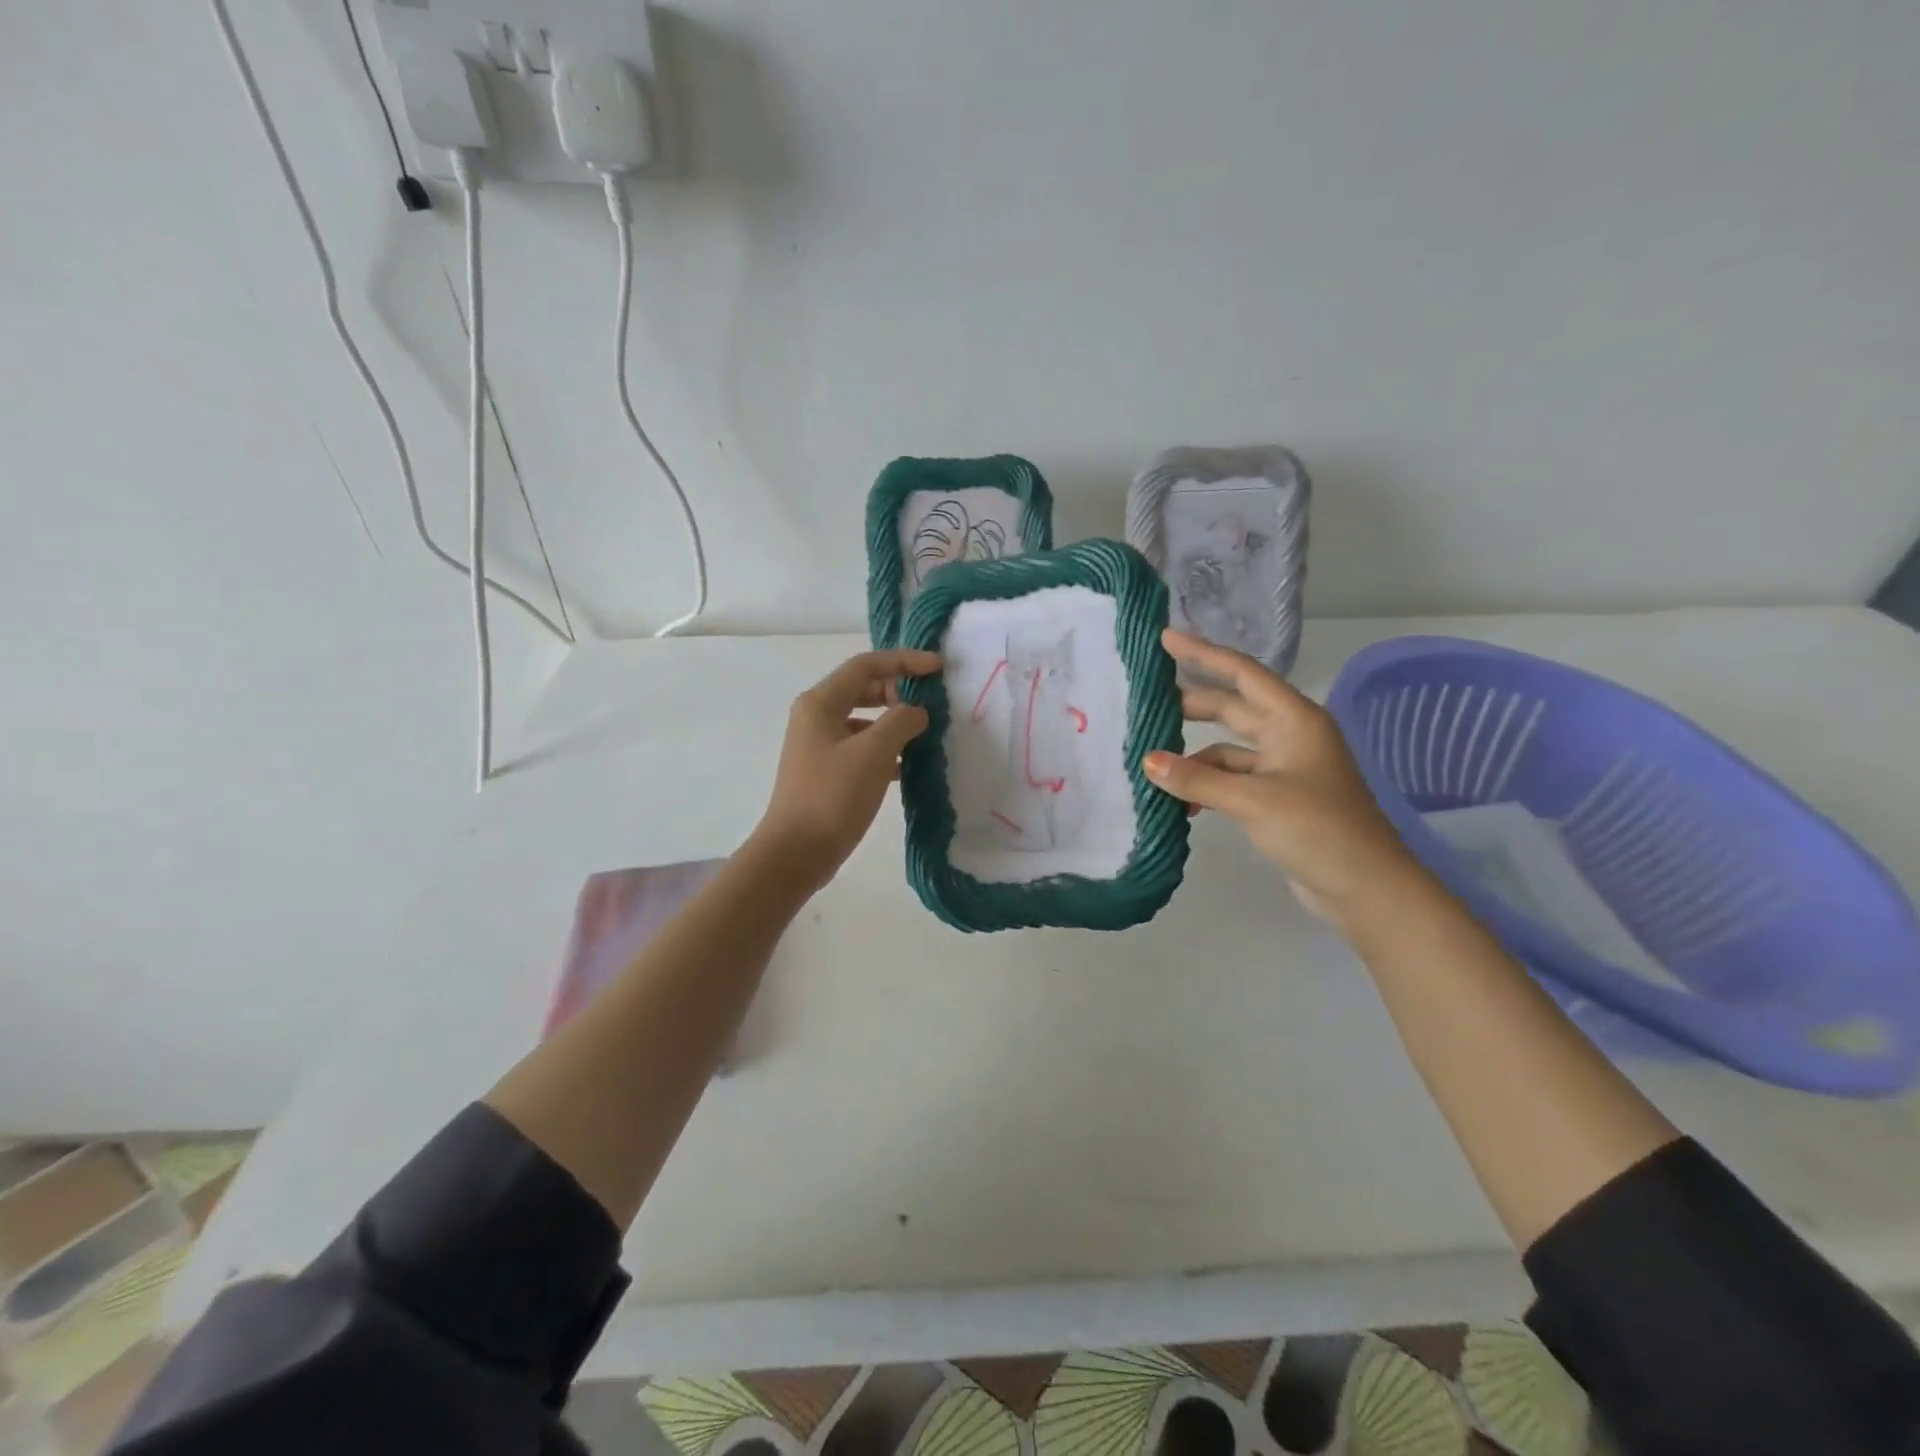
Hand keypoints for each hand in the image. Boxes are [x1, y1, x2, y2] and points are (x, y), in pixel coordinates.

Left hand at [751, 648, 941, 890]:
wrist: (797, 852)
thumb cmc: (833, 796)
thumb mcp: (874, 752)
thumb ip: (901, 721)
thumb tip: (916, 712)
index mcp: (821, 703)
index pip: (866, 665)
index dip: (904, 661)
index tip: (938, 668)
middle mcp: (816, 717)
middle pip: (864, 689)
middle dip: (899, 691)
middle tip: (931, 704)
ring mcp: (819, 746)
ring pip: (864, 720)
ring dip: (894, 722)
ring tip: (925, 735)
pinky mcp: (826, 772)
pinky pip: (861, 748)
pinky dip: (885, 749)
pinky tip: (908, 766)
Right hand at [1144, 630, 1423, 920]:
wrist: (1366, 888)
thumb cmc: (1317, 829)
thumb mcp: (1252, 800)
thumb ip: (1197, 779)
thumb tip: (1148, 761)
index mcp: (1293, 719)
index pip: (1241, 673)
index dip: (1202, 653)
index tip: (1164, 638)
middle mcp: (1289, 735)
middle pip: (1231, 707)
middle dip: (1191, 704)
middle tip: (1146, 701)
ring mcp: (1285, 767)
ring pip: (1228, 748)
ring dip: (1195, 756)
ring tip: (1153, 765)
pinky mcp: (1279, 797)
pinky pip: (1233, 778)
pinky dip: (1208, 785)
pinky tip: (1183, 803)